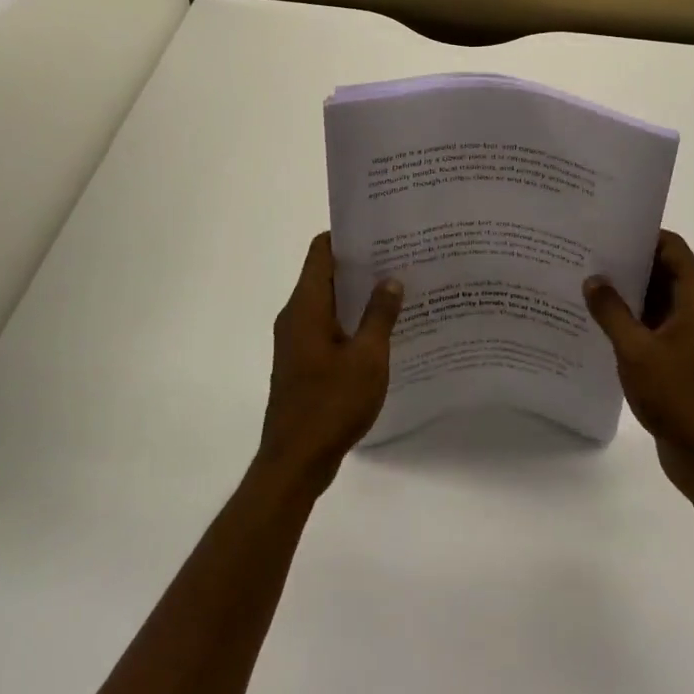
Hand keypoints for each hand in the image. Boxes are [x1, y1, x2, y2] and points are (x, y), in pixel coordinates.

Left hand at [258, 233, 402, 497]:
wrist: (294, 462)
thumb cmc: (331, 404)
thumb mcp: (368, 358)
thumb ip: (380, 315)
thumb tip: (390, 280)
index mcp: (306, 306)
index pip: (321, 251)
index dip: (347, 236)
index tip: (378, 231)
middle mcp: (295, 316)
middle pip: (325, 275)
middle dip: (359, 265)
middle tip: (398, 257)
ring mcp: (296, 341)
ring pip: (328, 303)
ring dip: (357, 296)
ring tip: (396, 289)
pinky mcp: (301, 363)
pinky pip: (326, 327)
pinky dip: (350, 321)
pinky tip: (381, 331)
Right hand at [585, 230, 693, 500]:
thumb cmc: (677, 396)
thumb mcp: (636, 350)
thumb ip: (612, 311)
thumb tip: (593, 279)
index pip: (671, 247)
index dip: (642, 235)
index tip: (607, 231)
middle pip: (664, 269)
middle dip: (628, 262)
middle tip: (588, 254)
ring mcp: (692, 335)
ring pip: (658, 298)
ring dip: (628, 292)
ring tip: (587, 283)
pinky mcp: (683, 357)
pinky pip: (655, 324)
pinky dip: (633, 318)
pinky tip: (601, 322)